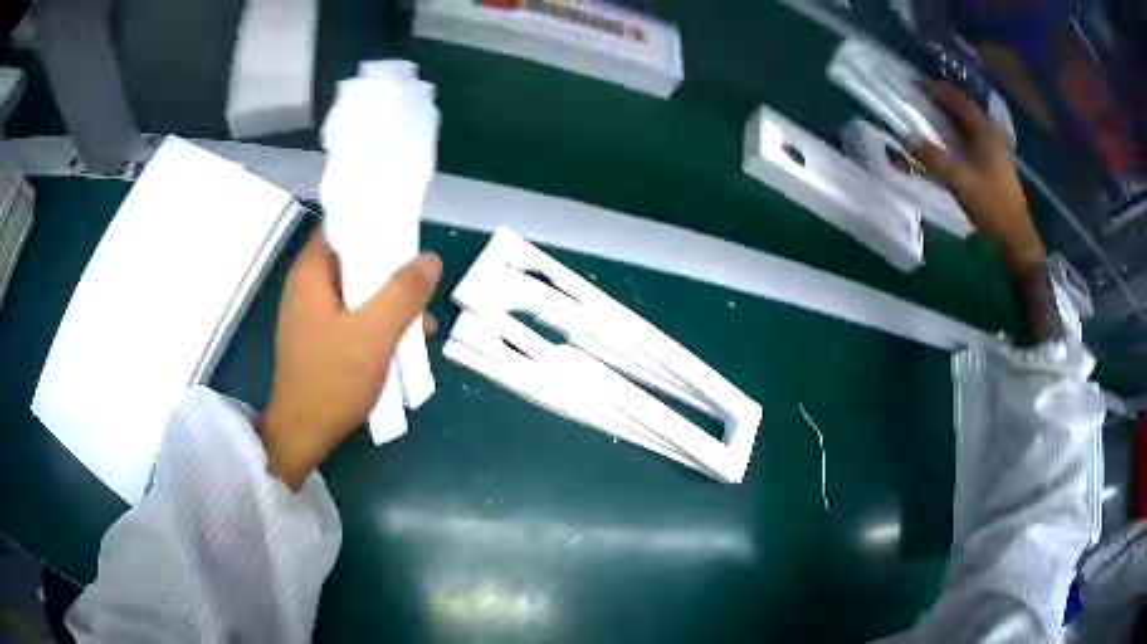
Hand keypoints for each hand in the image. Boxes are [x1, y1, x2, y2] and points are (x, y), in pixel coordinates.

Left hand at [260, 229, 441, 489]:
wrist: (302, 434)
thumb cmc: (332, 380)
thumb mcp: (374, 333)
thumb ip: (403, 293)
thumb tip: (430, 260)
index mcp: (311, 273)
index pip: (342, 226)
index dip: (375, 224)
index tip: (408, 232)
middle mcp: (307, 287)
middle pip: (353, 259)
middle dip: (390, 269)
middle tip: (421, 282)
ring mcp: (311, 314)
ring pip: (355, 291)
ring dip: (387, 301)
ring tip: (420, 322)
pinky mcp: (318, 338)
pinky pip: (351, 316)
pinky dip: (376, 322)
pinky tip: (402, 343)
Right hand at [911, 82, 1045, 269]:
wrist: (1016, 238)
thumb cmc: (991, 206)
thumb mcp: (959, 181)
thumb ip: (933, 158)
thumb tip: (907, 137)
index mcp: (984, 132)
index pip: (958, 100)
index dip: (937, 90)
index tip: (916, 86)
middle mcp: (991, 135)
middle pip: (965, 110)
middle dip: (942, 103)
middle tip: (920, 101)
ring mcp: (996, 152)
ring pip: (970, 126)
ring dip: (950, 120)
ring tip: (931, 119)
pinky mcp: (996, 167)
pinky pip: (974, 141)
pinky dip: (958, 136)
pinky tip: (950, 145)